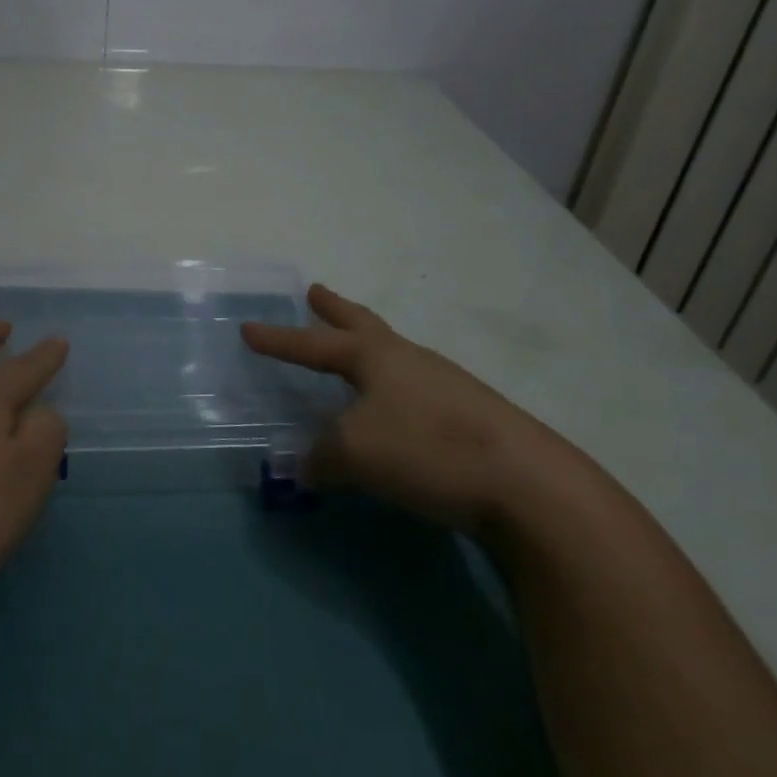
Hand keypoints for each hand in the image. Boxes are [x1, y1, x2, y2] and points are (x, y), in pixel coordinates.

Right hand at [243, 284, 574, 532]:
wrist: (528, 485)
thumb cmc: (427, 450)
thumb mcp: (356, 454)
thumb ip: (320, 457)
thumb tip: (301, 466)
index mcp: (376, 357)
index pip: (313, 344)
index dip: (278, 340)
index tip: (248, 329)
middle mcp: (409, 359)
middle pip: (363, 324)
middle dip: (334, 310)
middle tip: (315, 292)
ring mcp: (445, 385)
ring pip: (393, 356)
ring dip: (367, 348)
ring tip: (354, 356)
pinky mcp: (471, 416)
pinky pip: (416, 389)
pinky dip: (392, 388)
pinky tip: (395, 411)